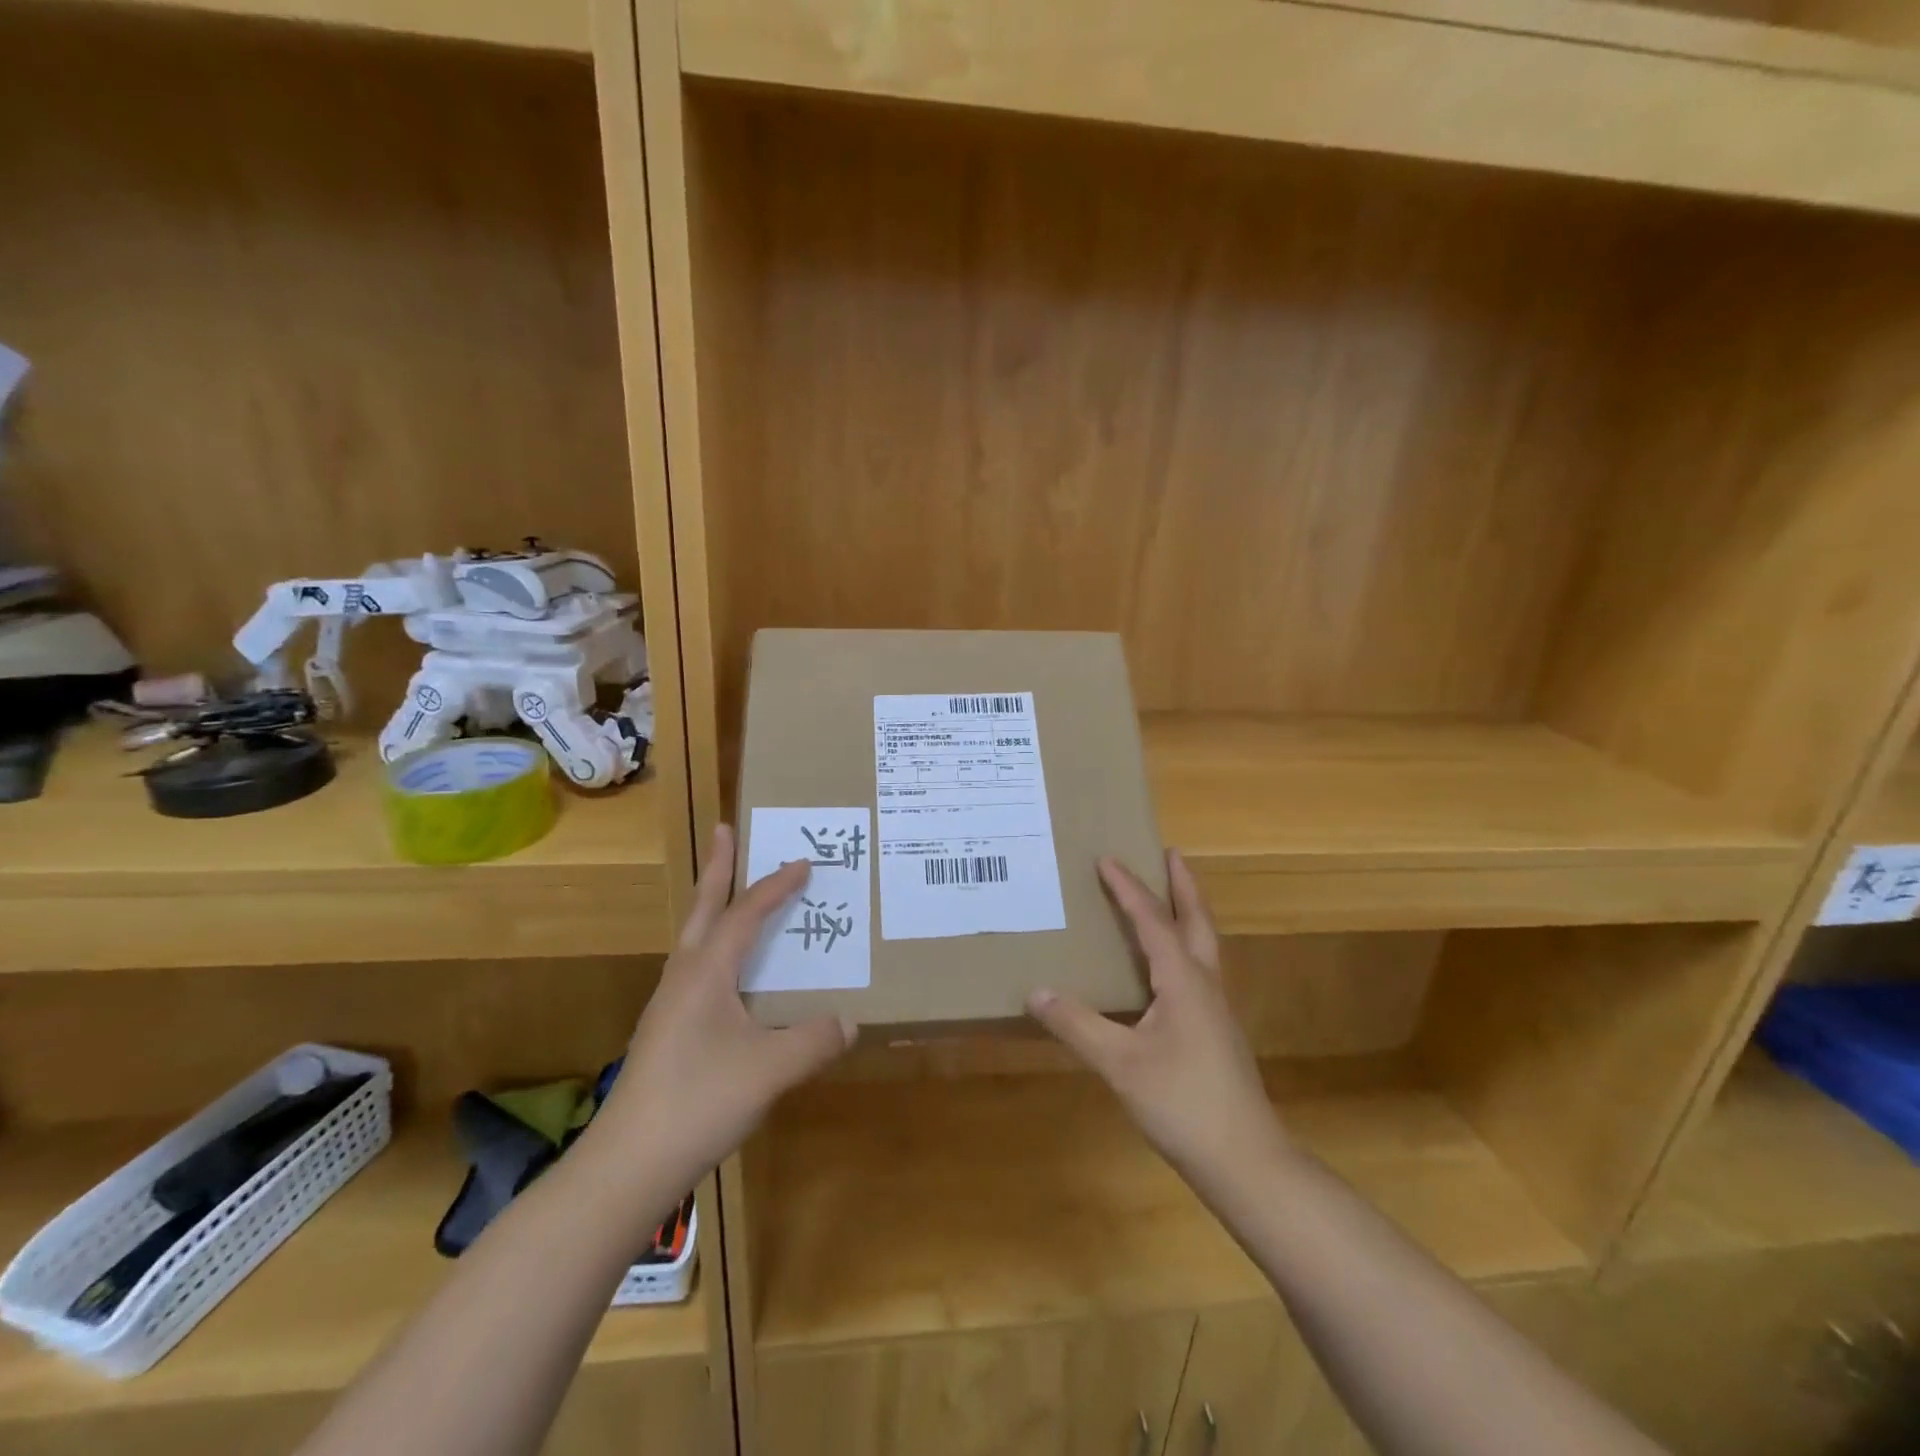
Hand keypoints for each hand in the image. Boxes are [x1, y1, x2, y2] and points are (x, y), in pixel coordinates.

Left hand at [595, 825, 853, 1190]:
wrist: (627, 1166)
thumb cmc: (699, 1101)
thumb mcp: (770, 1069)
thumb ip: (814, 1040)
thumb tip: (849, 1021)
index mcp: (706, 973)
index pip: (746, 914)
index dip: (776, 886)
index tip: (804, 863)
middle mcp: (683, 978)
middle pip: (702, 910)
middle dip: (717, 868)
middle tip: (723, 830)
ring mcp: (669, 1006)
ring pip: (695, 940)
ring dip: (714, 908)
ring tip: (732, 895)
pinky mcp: (666, 1033)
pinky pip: (697, 971)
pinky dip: (717, 950)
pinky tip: (731, 977)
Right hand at [1028, 852, 1285, 1188]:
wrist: (1245, 1161)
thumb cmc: (1182, 1104)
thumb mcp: (1120, 1064)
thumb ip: (1077, 1025)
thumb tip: (1036, 991)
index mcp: (1183, 980)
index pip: (1151, 920)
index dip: (1127, 888)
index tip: (1107, 857)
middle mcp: (1204, 984)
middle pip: (1196, 920)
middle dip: (1183, 884)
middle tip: (1170, 853)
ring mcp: (1215, 1009)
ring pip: (1203, 944)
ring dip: (1187, 912)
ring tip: (1170, 897)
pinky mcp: (1216, 1031)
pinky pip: (1199, 969)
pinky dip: (1184, 946)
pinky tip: (1167, 967)